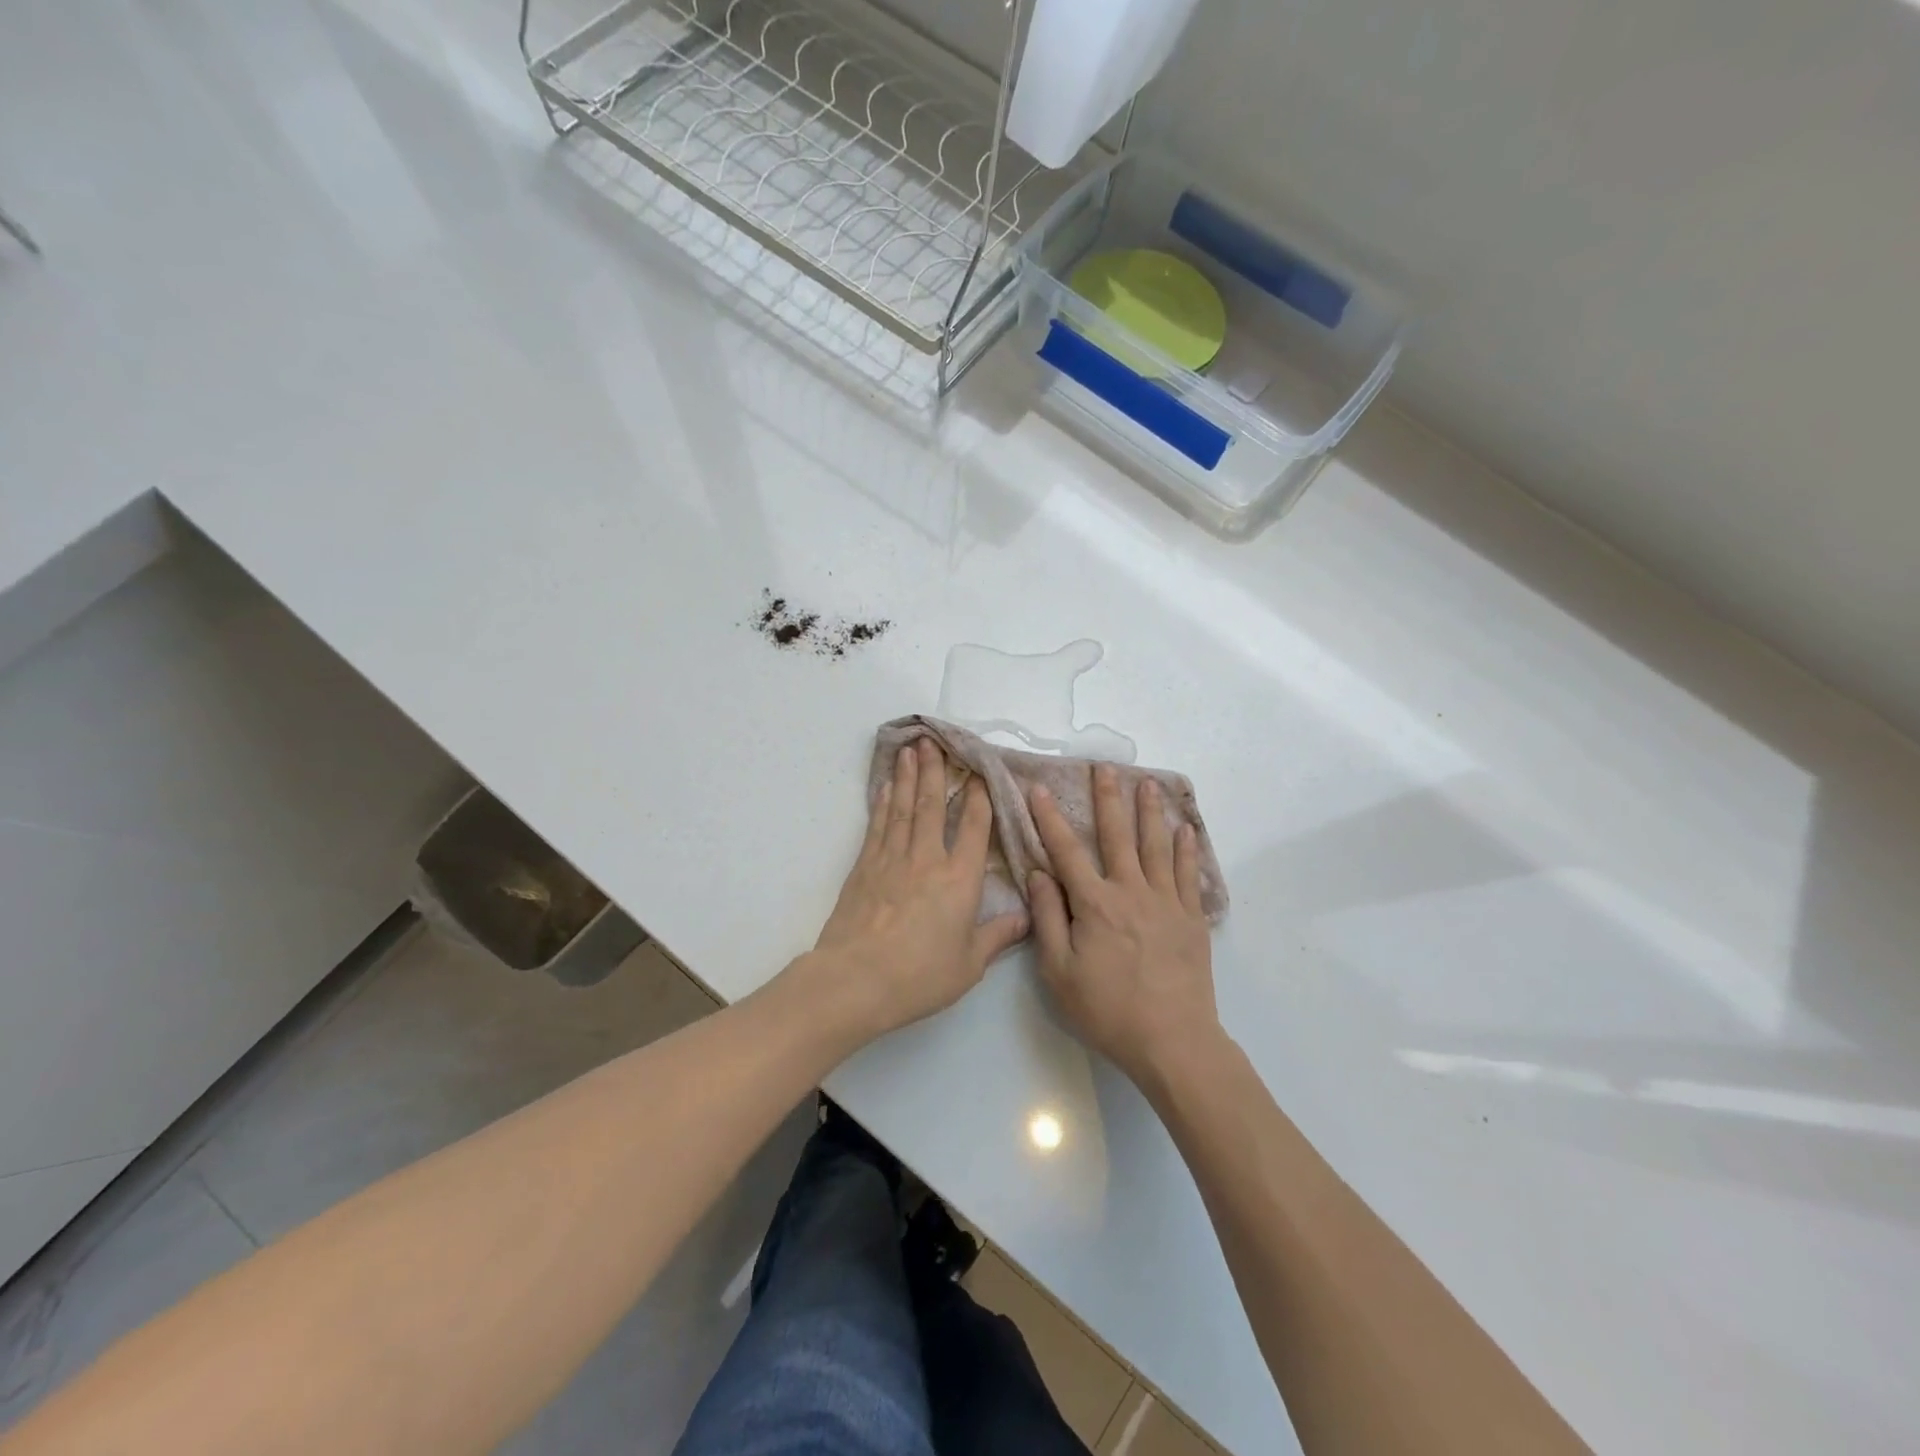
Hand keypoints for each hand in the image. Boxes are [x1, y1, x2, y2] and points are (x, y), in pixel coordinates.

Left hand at [798, 738, 1028, 1044]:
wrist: (856, 979)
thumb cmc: (920, 975)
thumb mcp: (969, 964)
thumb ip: (998, 936)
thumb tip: (1027, 918)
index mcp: (959, 879)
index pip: (973, 827)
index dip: (978, 796)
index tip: (979, 772)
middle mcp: (926, 858)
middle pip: (931, 804)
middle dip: (935, 770)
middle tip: (933, 741)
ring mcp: (892, 859)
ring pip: (902, 807)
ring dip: (906, 776)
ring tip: (909, 750)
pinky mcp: (864, 867)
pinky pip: (877, 826)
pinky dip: (882, 804)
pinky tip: (883, 788)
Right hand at [1027, 766, 1220, 1088]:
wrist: (1172, 1041)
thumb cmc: (1107, 1010)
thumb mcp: (1059, 971)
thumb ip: (1049, 918)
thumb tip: (1039, 874)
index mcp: (1094, 904)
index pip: (1066, 851)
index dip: (1050, 819)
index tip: (1040, 789)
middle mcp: (1131, 891)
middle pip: (1117, 836)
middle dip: (1108, 799)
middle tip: (1105, 767)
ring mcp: (1166, 902)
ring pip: (1156, 846)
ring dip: (1150, 812)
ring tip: (1148, 783)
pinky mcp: (1191, 918)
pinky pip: (1187, 874)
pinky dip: (1186, 849)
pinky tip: (1185, 830)